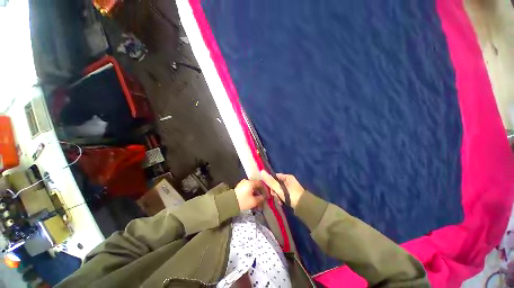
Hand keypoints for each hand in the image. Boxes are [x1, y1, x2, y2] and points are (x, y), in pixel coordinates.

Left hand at [234, 179, 265, 210]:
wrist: (229, 203)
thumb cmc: (243, 201)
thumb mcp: (254, 201)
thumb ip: (261, 198)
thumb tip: (265, 197)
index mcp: (251, 182)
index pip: (261, 183)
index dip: (265, 189)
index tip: (267, 195)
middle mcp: (247, 181)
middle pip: (256, 185)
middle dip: (260, 192)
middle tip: (263, 198)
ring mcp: (242, 184)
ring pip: (252, 187)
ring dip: (256, 193)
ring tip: (258, 200)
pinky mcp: (240, 187)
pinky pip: (248, 189)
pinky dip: (251, 193)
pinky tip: (252, 199)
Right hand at [260, 170, 304, 208]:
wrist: (304, 207)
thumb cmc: (290, 195)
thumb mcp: (279, 188)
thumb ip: (270, 181)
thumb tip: (261, 171)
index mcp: (287, 177)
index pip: (275, 176)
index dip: (270, 182)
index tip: (269, 189)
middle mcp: (289, 181)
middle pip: (277, 184)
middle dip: (274, 191)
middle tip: (275, 196)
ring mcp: (291, 188)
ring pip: (279, 190)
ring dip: (278, 196)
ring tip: (279, 201)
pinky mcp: (292, 195)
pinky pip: (284, 195)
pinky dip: (282, 198)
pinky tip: (282, 203)